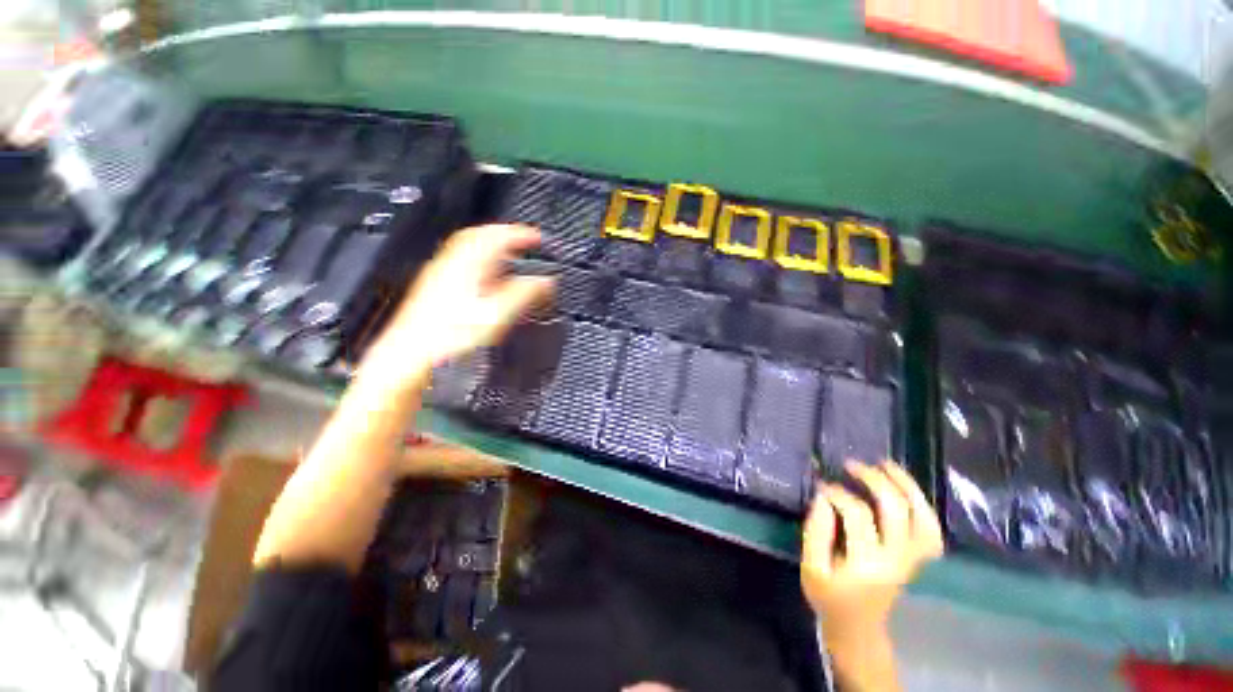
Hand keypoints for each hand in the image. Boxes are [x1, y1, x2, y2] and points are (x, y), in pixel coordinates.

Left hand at [361, 224, 553, 388]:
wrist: (412, 354)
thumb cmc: (449, 336)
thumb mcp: (497, 314)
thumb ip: (524, 294)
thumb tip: (545, 282)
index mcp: (468, 264)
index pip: (497, 236)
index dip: (521, 234)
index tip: (536, 239)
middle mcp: (452, 263)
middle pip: (479, 235)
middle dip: (505, 234)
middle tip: (523, 242)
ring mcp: (441, 273)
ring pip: (469, 247)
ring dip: (492, 246)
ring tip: (509, 255)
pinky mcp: (436, 285)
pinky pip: (461, 261)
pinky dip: (480, 260)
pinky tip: (487, 276)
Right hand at [801, 461, 942, 635]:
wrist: (858, 627)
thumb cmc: (829, 597)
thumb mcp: (811, 567)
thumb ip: (815, 531)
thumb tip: (823, 496)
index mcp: (867, 563)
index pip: (857, 514)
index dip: (837, 492)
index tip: (821, 485)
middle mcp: (897, 559)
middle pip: (895, 509)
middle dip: (873, 479)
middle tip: (851, 464)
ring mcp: (912, 559)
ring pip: (922, 517)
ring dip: (907, 486)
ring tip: (886, 464)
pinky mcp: (917, 559)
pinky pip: (931, 529)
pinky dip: (923, 506)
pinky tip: (906, 490)